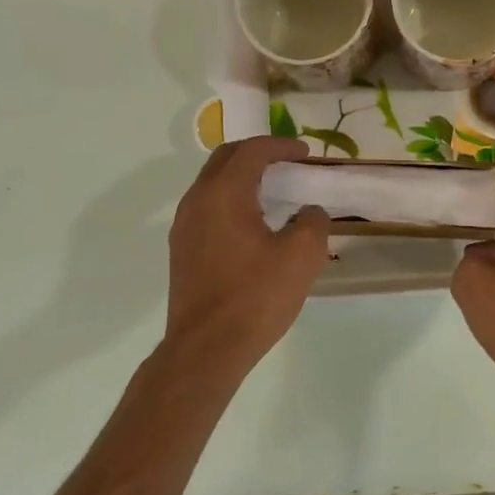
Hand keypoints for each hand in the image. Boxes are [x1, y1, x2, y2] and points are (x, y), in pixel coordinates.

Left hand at [164, 137, 329, 373]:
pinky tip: (254, 226)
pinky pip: (208, 209)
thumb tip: (309, 212)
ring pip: (213, 185)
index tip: (305, 154)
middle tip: (288, 164)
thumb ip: (313, 222)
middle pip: (225, 160)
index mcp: (224, 193)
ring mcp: (184, 227)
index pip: (252, 151)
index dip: (281, 146)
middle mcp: (197, 202)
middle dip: (258, 154)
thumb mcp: (302, 256)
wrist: (207, 348)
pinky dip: (232, 202)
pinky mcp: (182, 251)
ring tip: (274, 193)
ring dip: (242, 178)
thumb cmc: (256, 297)